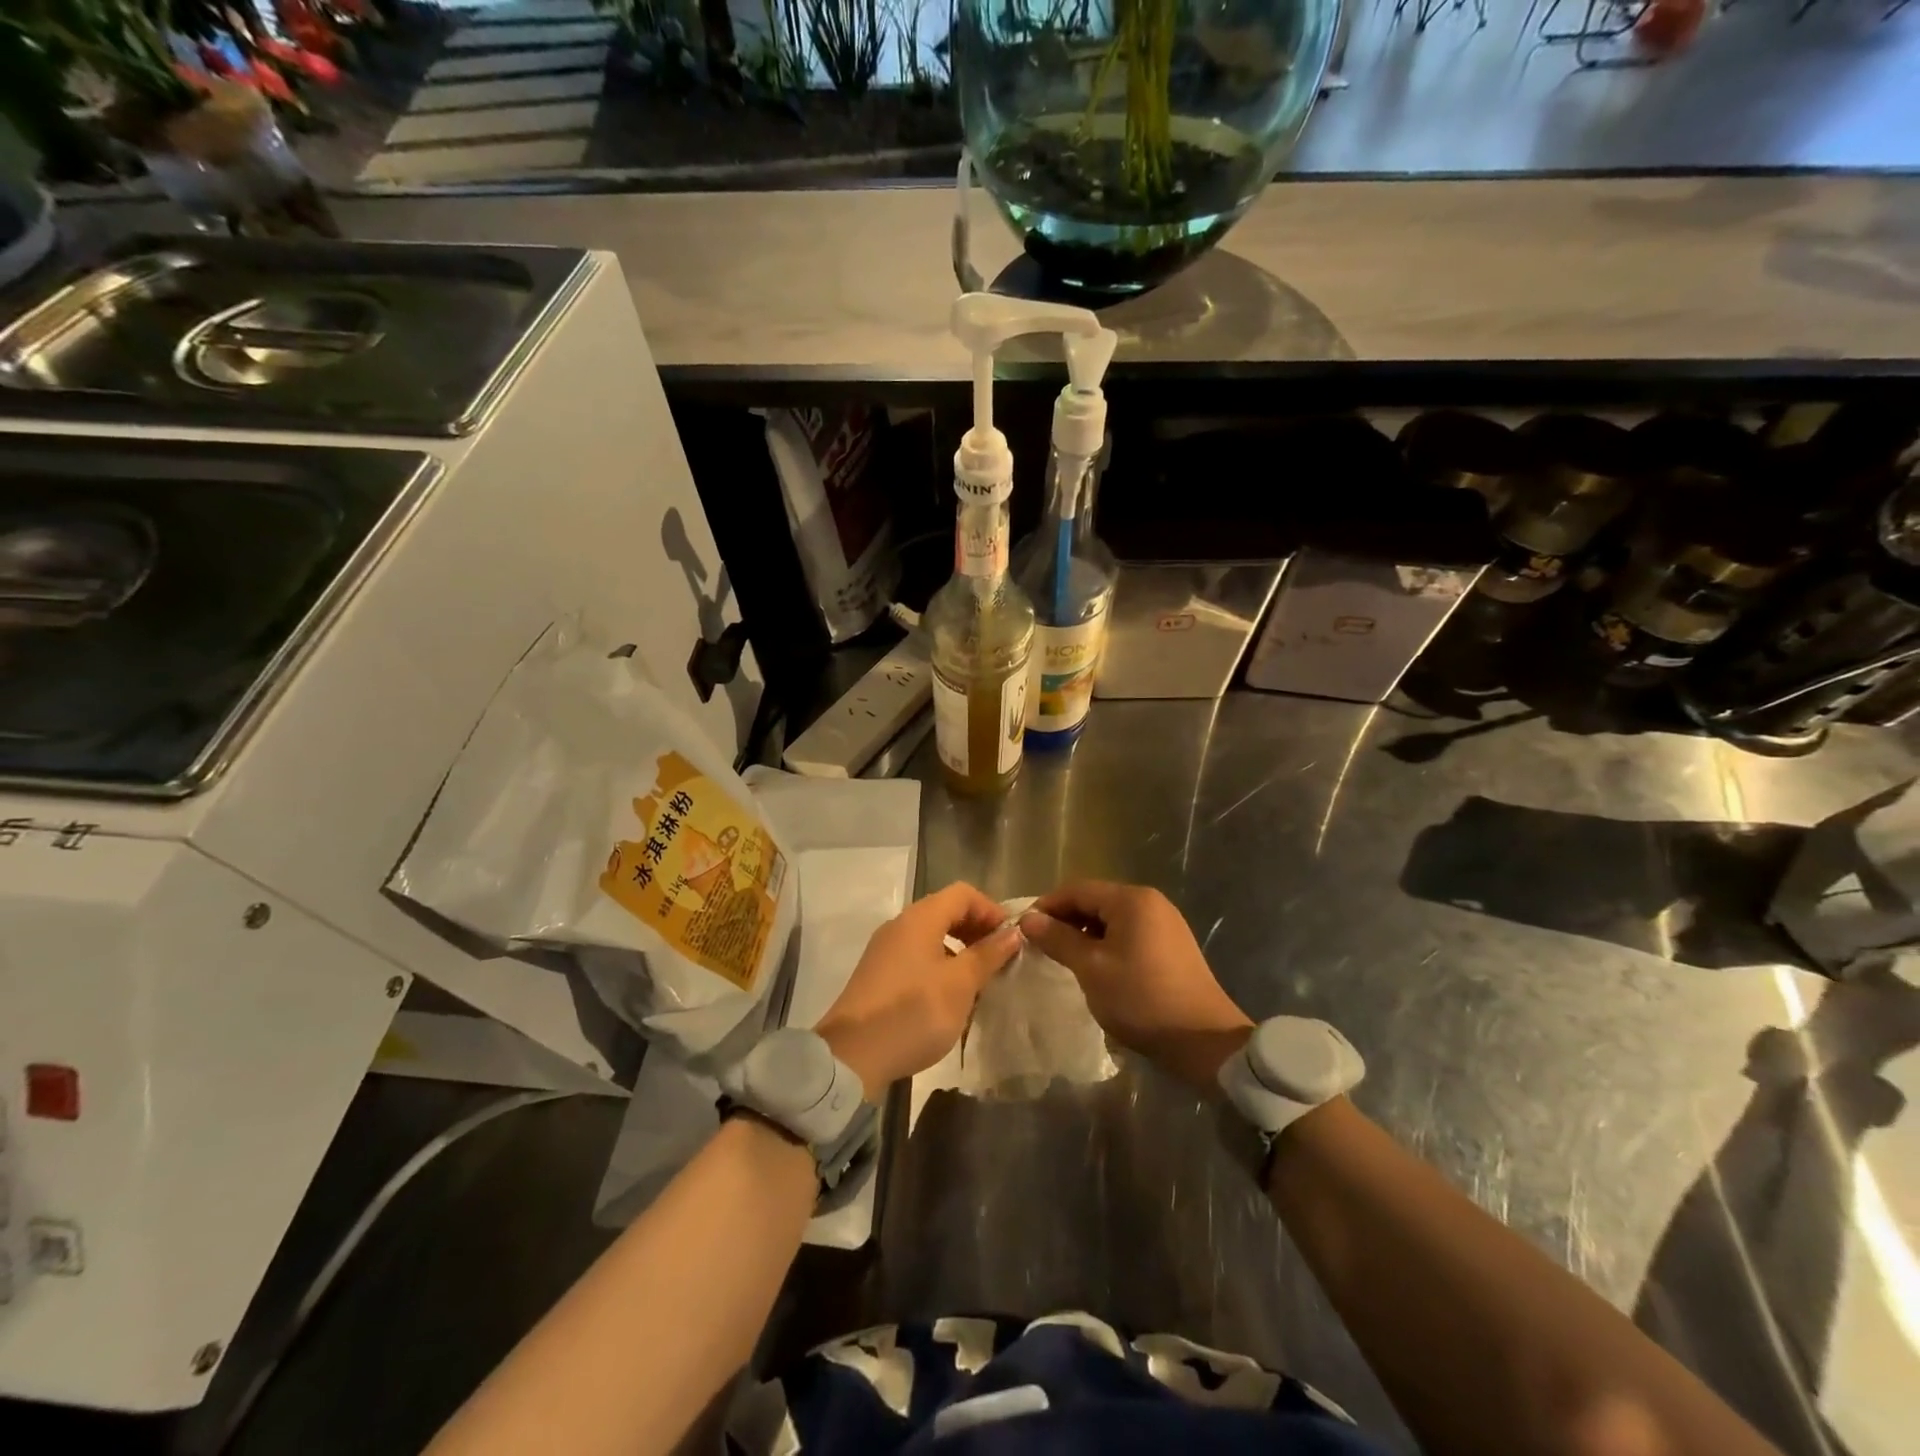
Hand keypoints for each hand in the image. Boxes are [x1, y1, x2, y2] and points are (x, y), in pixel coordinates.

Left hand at [816, 882, 1022, 1099]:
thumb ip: (987, 955)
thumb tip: (1012, 933)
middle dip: (977, 930)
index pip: (963, 894)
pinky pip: (917, 958)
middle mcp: (900, 926)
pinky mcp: (879, 975)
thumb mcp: (960, 985)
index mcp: (920, 918)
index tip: (1010, 939)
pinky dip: (940, 966)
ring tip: (980, 981)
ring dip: (960, 951)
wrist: (852, 1056)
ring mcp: (885, 951)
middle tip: (999, 960)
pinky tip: (950, 998)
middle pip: (946, 912)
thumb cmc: (913, 1012)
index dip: (991, 910)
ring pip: (932, 937)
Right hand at [1020, 881, 1252, 1092]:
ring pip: (1112, 918)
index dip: (1047, 906)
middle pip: (1096, 900)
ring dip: (1085, 933)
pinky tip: (1096, 966)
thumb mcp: (1091, 968)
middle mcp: (1151, 902)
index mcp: (1131, 899)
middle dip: (1065, 919)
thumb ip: (1058, 939)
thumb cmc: (1141, 998)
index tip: (1024, 929)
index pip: (1077, 889)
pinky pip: (1129, 933)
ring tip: (1064, 958)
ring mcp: (1165, 923)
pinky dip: (1107, 943)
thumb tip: (1029, 919)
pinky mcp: (1172, 945)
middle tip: (1040, 945)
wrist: (1204, 1040)